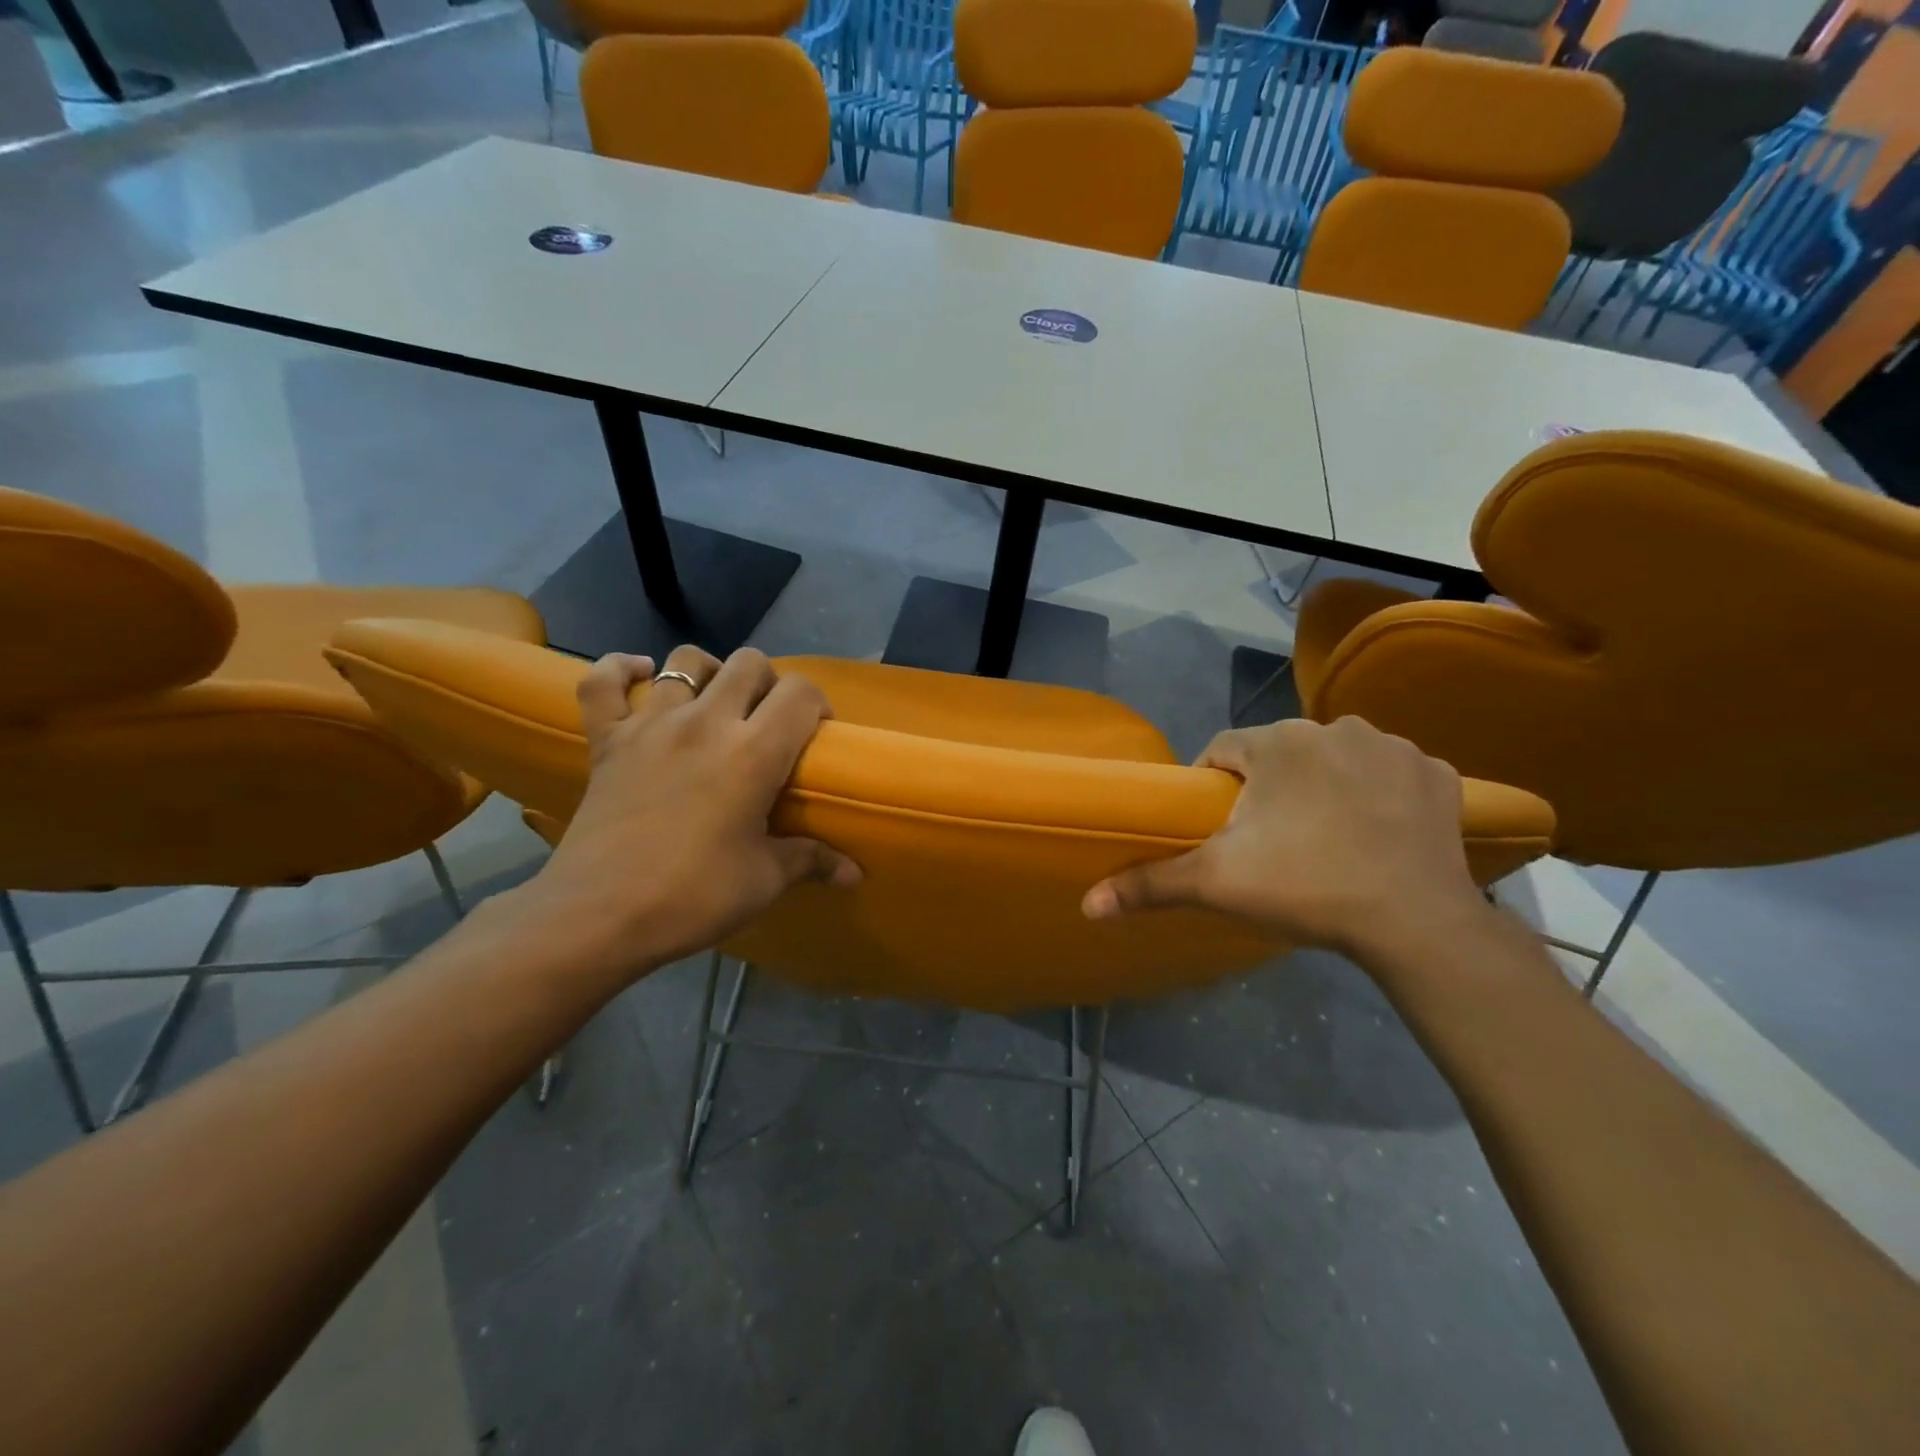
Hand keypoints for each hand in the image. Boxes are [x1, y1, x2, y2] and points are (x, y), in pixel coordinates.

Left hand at [510, 645, 859, 984]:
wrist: (599, 917)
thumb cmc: (693, 896)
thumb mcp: (763, 880)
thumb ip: (812, 861)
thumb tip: (854, 873)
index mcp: (753, 752)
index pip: (800, 694)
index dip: (817, 703)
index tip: (816, 732)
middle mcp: (705, 722)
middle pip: (748, 664)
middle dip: (769, 683)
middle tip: (768, 721)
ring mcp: (649, 725)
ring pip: (684, 661)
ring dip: (710, 672)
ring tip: (715, 702)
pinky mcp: (606, 740)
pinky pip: (602, 682)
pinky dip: (620, 669)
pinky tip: (640, 675)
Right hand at [1082, 716, 1487, 962]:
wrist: (1416, 922)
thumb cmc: (1305, 887)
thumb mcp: (1216, 884)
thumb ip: (1148, 884)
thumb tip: (1087, 904)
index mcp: (1276, 742)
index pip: (1223, 750)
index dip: (1213, 787)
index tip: (1218, 828)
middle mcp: (1333, 727)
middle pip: (1280, 754)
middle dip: (1269, 788)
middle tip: (1271, 842)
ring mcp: (1392, 746)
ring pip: (1334, 759)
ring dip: (1322, 786)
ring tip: (1325, 838)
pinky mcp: (1436, 773)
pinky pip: (1389, 774)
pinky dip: (1377, 794)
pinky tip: (1376, 833)